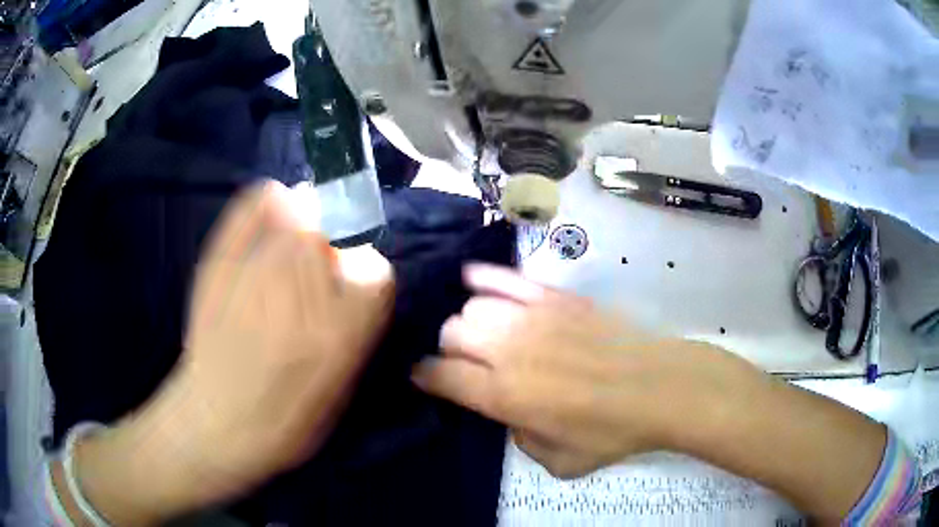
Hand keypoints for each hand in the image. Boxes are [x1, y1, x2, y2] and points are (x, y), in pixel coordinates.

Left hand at [73, 181, 394, 522]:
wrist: (200, 431)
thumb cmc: (271, 428)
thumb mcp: (328, 396)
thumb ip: (351, 335)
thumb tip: (364, 280)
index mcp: (316, 332)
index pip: (370, 270)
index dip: (370, 271)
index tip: (363, 279)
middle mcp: (279, 290)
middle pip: (328, 230)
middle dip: (339, 235)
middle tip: (332, 252)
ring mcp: (239, 269)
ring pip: (289, 210)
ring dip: (303, 215)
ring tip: (301, 235)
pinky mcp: (210, 263)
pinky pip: (245, 209)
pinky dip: (261, 203)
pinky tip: (266, 215)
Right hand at [413, 264, 757, 478]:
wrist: (661, 387)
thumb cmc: (612, 431)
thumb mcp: (559, 462)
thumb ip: (520, 439)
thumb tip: (509, 413)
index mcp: (504, 395)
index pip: (440, 375)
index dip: (424, 375)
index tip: (424, 377)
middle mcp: (507, 350)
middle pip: (451, 332)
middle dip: (450, 349)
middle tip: (467, 362)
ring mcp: (532, 317)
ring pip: (473, 305)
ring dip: (469, 321)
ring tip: (482, 332)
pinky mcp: (555, 296)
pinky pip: (506, 278)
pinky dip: (483, 278)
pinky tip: (473, 280)